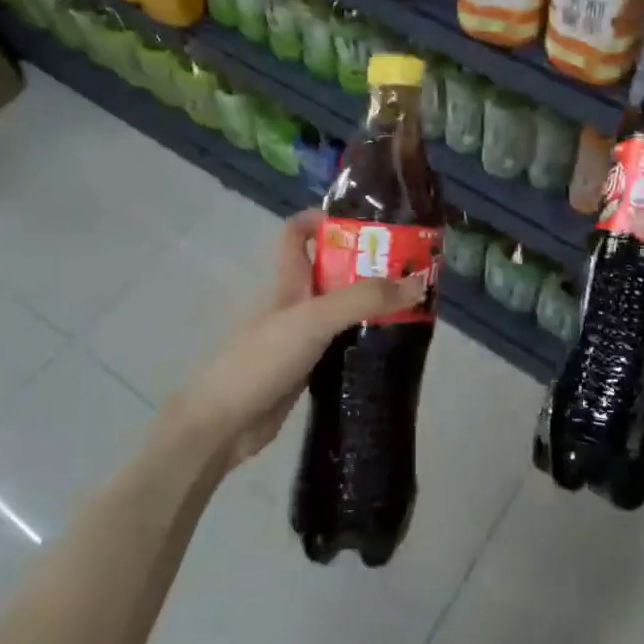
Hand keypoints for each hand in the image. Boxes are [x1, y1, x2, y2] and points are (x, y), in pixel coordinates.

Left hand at [160, 210, 426, 468]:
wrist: (224, 424)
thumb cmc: (262, 359)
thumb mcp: (314, 319)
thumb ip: (363, 300)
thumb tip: (419, 284)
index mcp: (288, 280)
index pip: (298, 233)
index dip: (325, 219)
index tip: (368, 224)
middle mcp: (296, 302)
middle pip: (331, 270)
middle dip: (367, 264)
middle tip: (411, 268)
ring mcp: (302, 337)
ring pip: (341, 309)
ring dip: (371, 304)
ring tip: (415, 304)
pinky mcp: (309, 368)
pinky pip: (342, 343)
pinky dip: (365, 340)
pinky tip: (392, 346)